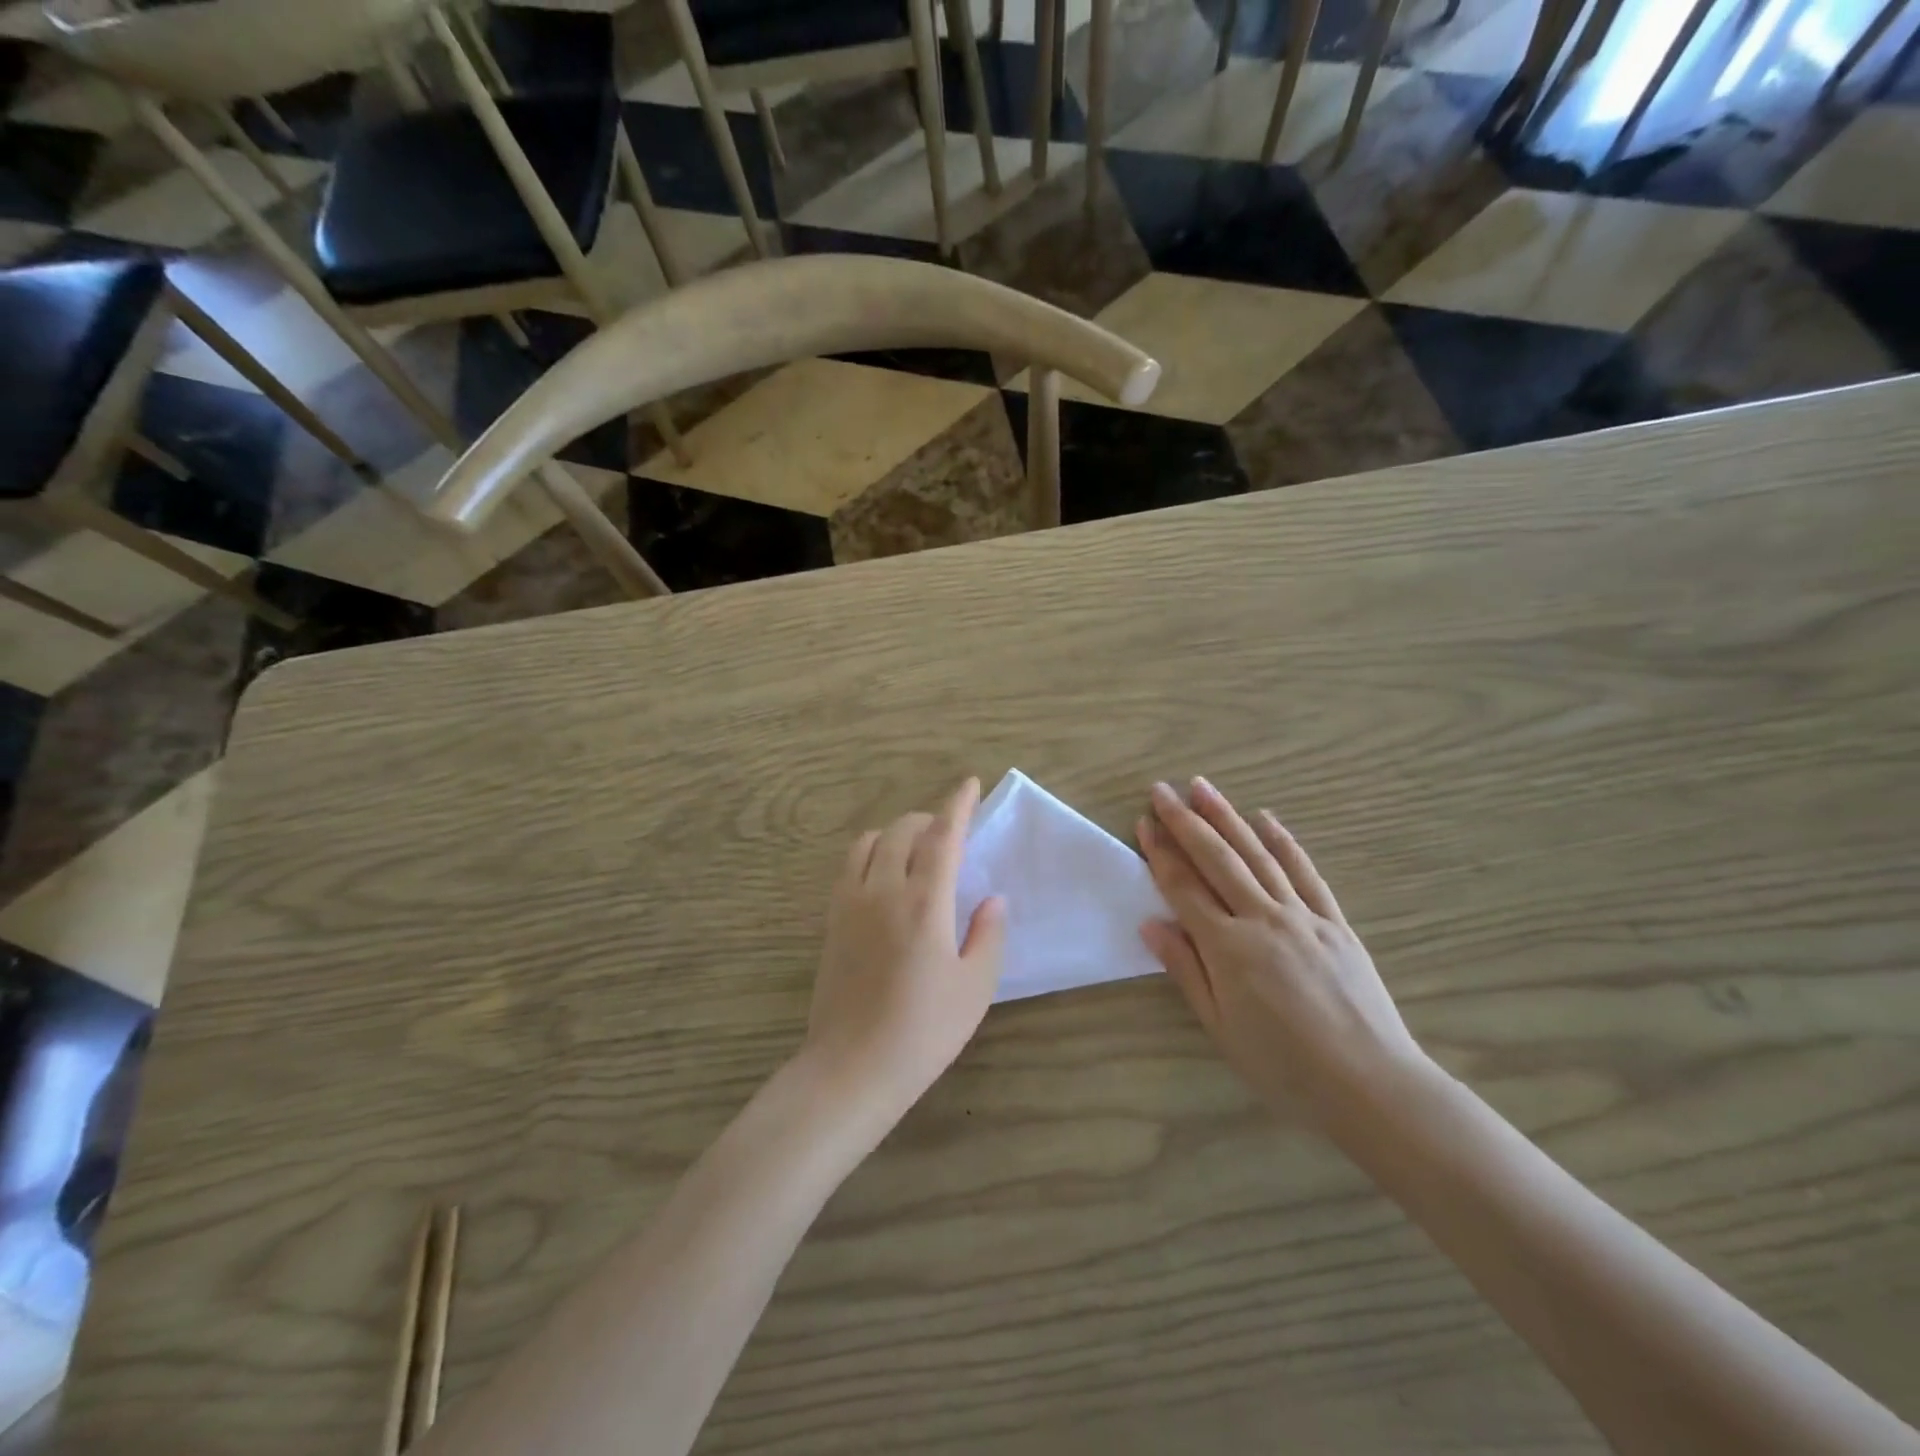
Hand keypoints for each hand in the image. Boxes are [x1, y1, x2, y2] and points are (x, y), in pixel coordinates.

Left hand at [802, 778, 1006, 1119]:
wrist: (852, 1068)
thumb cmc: (923, 1031)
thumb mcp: (974, 988)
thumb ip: (987, 935)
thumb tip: (992, 899)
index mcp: (925, 903)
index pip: (942, 837)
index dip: (958, 806)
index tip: (970, 784)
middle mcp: (883, 890)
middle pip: (903, 831)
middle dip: (929, 820)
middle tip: (949, 835)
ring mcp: (850, 903)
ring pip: (870, 842)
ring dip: (896, 834)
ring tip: (915, 852)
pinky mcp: (831, 920)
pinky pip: (849, 866)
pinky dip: (870, 853)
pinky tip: (883, 877)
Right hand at [1136, 778, 1426, 1126]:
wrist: (1372, 1086)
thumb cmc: (1284, 1067)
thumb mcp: (1221, 1027)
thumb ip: (1186, 970)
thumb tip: (1151, 923)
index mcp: (1229, 948)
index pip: (1184, 888)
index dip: (1161, 853)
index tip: (1144, 823)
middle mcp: (1263, 919)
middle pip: (1217, 860)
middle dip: (1186, 822)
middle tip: (1162, 790)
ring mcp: (1303, 916)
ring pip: (1258, 855)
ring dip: (1228, 818)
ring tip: (1203, 788)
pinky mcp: (1336, 923)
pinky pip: (1306, 873)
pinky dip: (1284, 843)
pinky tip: (1267, 820)